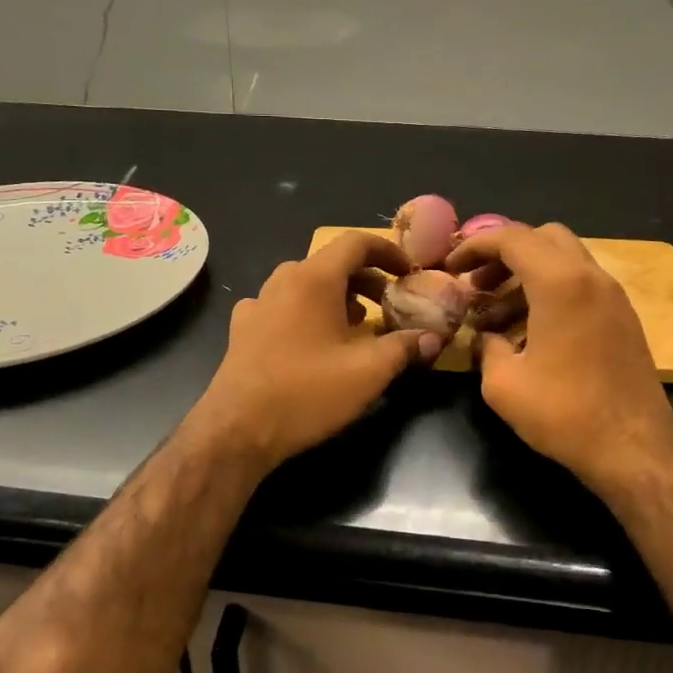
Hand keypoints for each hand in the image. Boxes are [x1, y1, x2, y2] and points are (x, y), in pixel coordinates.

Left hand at [188, 231, 439, 472]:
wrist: (238, 429)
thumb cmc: (307, 393)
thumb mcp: (368, 372)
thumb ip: (405, 347)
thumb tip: (434, 337)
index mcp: (313, 279)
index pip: (355, 243)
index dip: (387, 251)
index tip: (408, 272)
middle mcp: (282, 281)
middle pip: (331, 264)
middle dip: (366, 280)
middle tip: (390, 305)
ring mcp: (258, 304)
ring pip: (306, 286)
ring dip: (338, 298)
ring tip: (359, 326)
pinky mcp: (243, 329)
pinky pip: (284, 307)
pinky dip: (308, 314)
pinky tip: (314, 343)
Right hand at [446, 223, 672, 495]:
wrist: (634, 450)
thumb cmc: (564, 414)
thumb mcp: (502, 384)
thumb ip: (486, 347)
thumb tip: (485, 338)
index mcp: (560, 283)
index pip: (512, 238)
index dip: (475, 246)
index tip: (451, 267)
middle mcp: (592, 278)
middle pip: (543, 238)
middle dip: (505, 254)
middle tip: (478, 285)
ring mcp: (613, 298)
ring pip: (564, 262)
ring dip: (527, 277)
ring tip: (494, 318)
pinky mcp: (623, 319)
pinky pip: (581, 287)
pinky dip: (551, 294)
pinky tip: (528, 335)